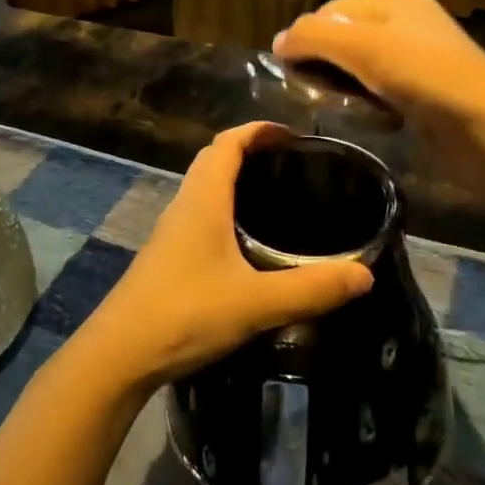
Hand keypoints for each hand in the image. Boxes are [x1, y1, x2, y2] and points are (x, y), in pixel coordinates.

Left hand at [77, 123, 373, 392]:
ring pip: (204, 186)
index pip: (228, 143)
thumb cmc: (185, 314)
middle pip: (214, 158)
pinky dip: (224, 206)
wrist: (119, 354)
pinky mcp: (167, 255)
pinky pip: (199, 212)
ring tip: (274, 195)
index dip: (258, 130)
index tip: (291, 135)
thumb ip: (310, 289)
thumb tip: (364, 273)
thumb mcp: (255, 303)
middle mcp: (185, 204)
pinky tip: (245, 240)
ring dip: (234, 178)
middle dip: (249, 149)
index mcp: (203, 199)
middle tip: (288, 162)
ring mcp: (171, 230)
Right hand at [274, 0, 484, 213]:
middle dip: (323, 63)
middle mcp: (405, 24)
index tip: (288, 71)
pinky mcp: (424, 95)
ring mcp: (417, 61)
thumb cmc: (427, 78)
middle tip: (311, 92)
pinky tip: (369, 119)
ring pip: (359, 68)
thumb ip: (315, 37)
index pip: (330, 10)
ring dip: (343, 87)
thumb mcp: (364, 47)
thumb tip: (277, 42)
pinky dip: (367, 104)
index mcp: (394, 1)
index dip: (306, 36)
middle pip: (343, 37)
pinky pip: (379, 92)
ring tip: (337, 107)